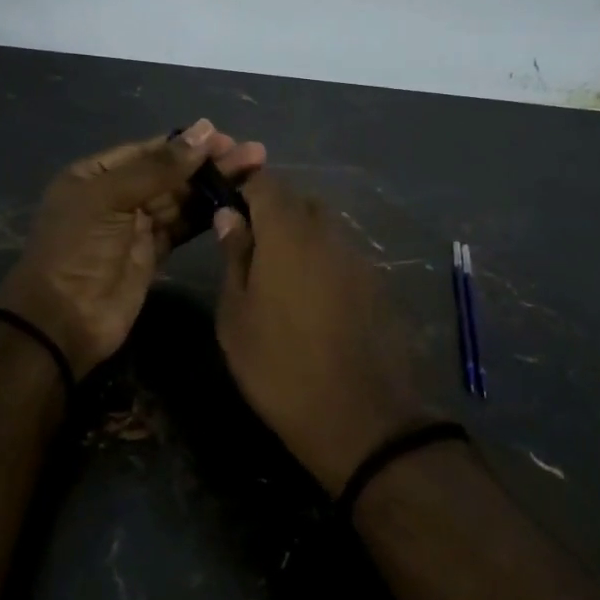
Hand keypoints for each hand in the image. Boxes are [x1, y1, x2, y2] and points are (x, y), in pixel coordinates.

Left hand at [0, 120, 265, 378]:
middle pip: (170, 173)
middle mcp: (117, 195)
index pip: (149, 150)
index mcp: (96, 174)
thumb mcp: (110, 198)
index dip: (187, 144)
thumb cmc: (77, 249)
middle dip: (209, 163)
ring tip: (256, 172)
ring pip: (182, 199)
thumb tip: (204, 130)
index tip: (226, 138)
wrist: (63, 320)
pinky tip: (237, 203)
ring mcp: (136, 226)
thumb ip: (158, 167)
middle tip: (254, 154)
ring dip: (215, 186)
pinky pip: (185, 226)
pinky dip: (208, 215)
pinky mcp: (154, 254)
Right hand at [213, 173, 431, 493]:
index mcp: (288, 233)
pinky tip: (310, 295)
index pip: (264, 182)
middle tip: (247, 242)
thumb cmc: (279, 367)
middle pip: (297, 201)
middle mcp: (328, 233)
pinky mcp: (376, 282)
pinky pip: (341, 253)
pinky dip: (321, 258)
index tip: (223, 195)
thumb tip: (229, 215)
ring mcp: (357, 257)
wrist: (359, 418)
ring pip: (323, 226)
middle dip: (270, 209)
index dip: (242, 181)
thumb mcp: (237, 316)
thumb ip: (235, 257)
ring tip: (276, 273)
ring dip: (298, 234)